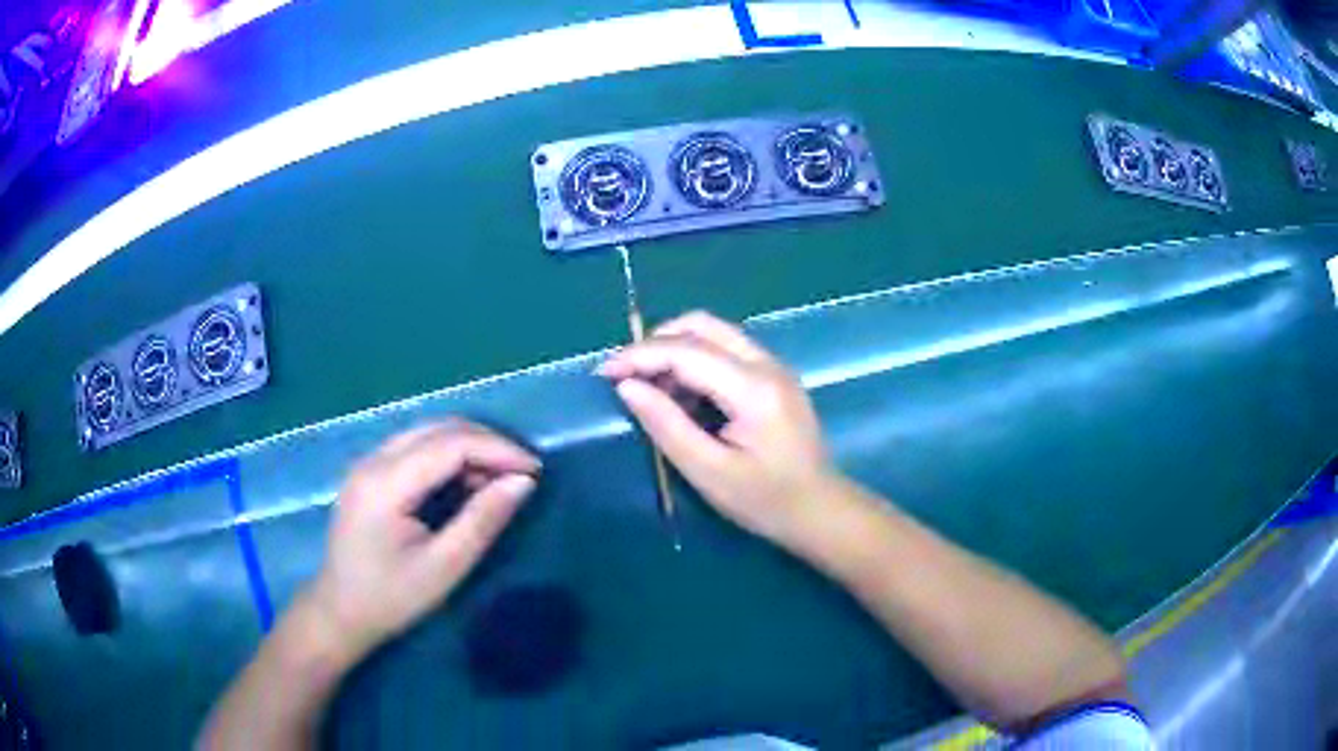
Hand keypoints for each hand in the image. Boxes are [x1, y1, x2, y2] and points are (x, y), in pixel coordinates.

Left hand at [305, 420, 540, 661]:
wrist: (339, 613)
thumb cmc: (391, 599)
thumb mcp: (444, 568)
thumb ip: (482, 521)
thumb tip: (523, 483)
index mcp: (386, 483)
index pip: (451, 444)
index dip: (498, 450)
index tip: (535, 471)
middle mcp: (373, 460)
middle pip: (439, 428)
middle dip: (487, 443)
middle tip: (522, 473)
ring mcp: (367, 463)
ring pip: (428, 433)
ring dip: (469, 447)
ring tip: (500, 479)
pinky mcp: (369, 473)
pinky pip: (416, 447)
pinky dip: (448, 456)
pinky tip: (466, 482)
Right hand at [598, 311, 840, 545]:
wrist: (819, 510)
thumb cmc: (765, 501)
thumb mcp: (708, 472)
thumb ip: (666, 425)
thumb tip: (627, 386)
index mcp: (753, 388)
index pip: (687, 351)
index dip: (639, 356)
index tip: (604, 372)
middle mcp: (767, 364)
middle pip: (702, 325)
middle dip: (657, 342)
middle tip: (627, 375)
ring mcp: (774, 366)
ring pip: (715, 333)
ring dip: (676, 350)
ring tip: (651, 390)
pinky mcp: (774, 376)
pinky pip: (727, 350)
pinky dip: (696, 361)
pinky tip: (683, 396)